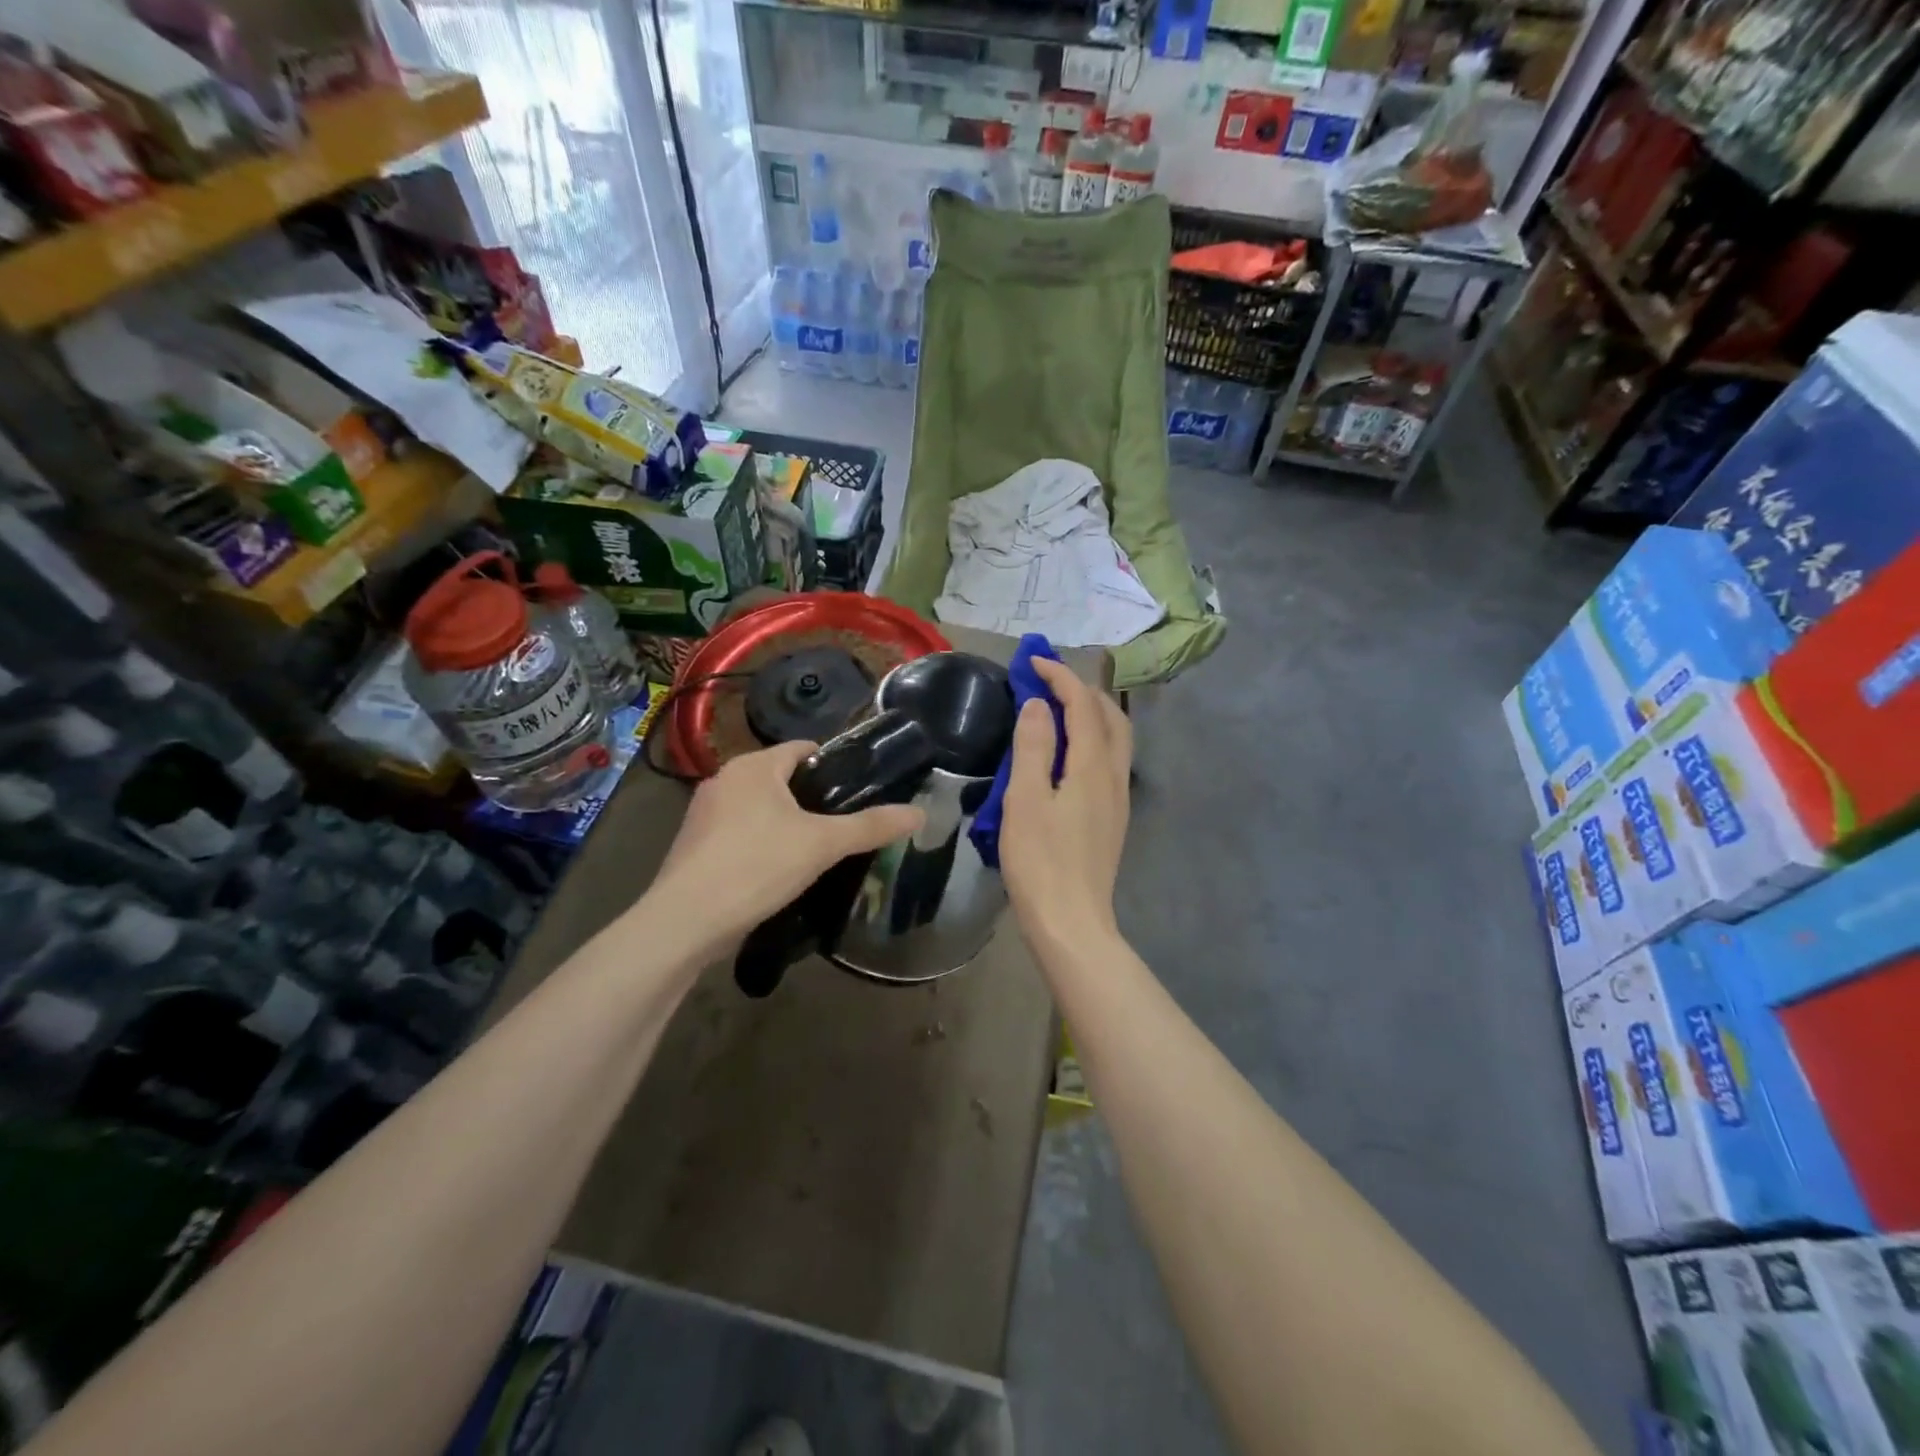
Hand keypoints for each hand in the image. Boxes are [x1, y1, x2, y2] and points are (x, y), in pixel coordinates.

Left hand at [650, 740, 923, 952]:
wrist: (686, 920)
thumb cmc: (758, 866)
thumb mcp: (824, 844)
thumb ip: (872, 826)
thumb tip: (920, 813)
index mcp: (754, 766)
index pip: (802, 748)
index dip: (833, 765)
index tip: (858, 791)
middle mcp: (724, 779)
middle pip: (780, 778)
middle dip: (810, 798)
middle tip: (842, 825)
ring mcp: (703, 812)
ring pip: (758, 807)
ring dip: (783, 822)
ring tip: (815, 850)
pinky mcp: (692, 844)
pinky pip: (738, 831)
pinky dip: (759, 842)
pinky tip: (776, 870)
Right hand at [1000, 657, 1130, 948]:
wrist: (1071, 921)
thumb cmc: (1040, 861)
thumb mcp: (1025, 800)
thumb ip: (1032, 747)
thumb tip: (1039, 705)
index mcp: (1092, 766)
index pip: (1083, 705)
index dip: (1060, 677)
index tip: (1033, 662)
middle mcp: (1114, 776)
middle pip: (1111, 717)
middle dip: (1082, 690)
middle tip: (1048, 683)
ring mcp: (1118, 799)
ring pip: (1116, 739)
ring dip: (1092, 714)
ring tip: (1058, 711)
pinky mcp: (1113, 818)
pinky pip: (1109, 761)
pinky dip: (1092, 740)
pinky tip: (1067, 755)